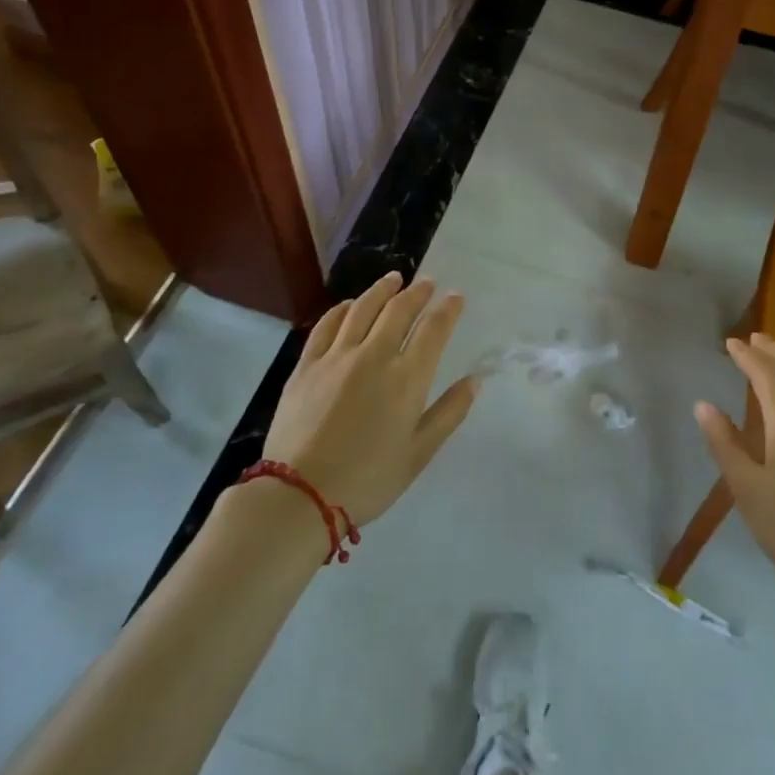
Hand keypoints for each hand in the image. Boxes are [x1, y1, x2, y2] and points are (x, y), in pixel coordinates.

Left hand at [261, 272, 475, 525]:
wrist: (299, 495)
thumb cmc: (368, 479)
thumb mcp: (419, 453)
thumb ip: (449, 412)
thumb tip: (476, 379)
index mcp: (407, 378)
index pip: (433, 330)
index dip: (447, 309)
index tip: (456, 297)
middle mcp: (374, 356)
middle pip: (399, 310)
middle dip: (418, 292)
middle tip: (428, 283)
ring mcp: (336, 357)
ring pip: (362, 309)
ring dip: (382, 290)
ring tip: (394, 279)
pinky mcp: (307, 365)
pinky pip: (327, 325)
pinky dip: (342, 309)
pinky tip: (349, 305)